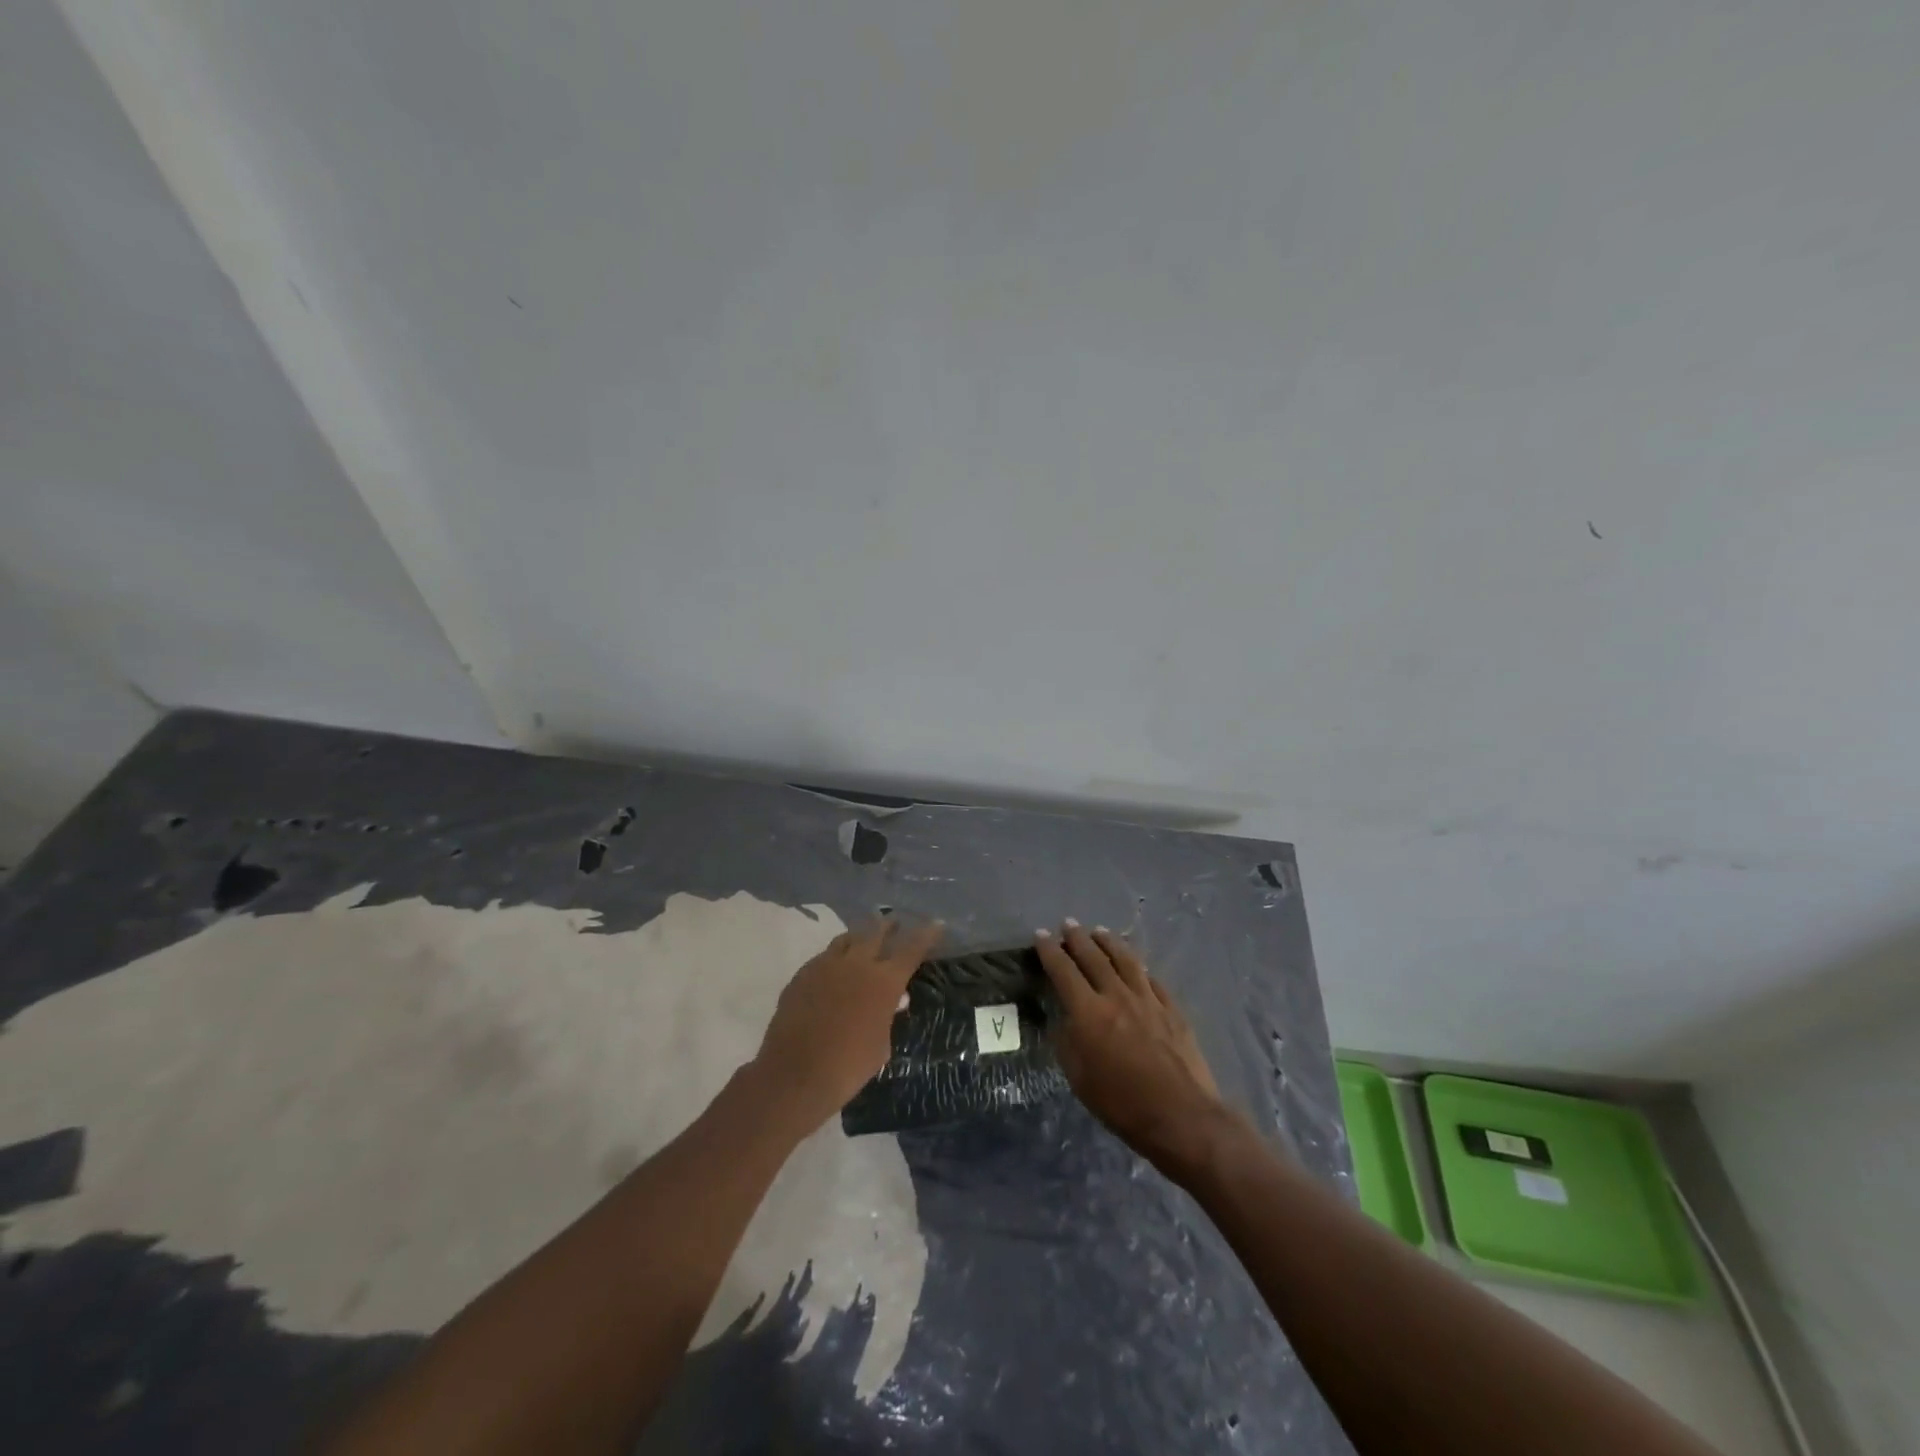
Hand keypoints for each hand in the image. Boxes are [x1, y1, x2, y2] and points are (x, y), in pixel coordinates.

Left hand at [755, 917, 943, 1129]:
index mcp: (885, 981)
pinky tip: (834, 970)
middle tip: (895, 921)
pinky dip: (835, 958)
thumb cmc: (848, 1066)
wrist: (795, 1074)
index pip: (912, 949)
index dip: (926, 935)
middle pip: (877, 932)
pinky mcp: (803, 973)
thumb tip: (893, 1001)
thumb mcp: (881, 1045)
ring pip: (848, 938)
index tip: (936, 923)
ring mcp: (827, 965)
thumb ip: (888, 1017)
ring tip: (864, 940)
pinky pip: (824, 956)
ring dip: (860, 936)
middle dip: (889, 925)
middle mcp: (858, 963)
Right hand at [1035, 921, 1226, 1171]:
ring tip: (1100, 931)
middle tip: (1068, 924)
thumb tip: (1066, 1021)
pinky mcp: (1172, 1008)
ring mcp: (1148, 999)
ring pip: (1125, 960)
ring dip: (1109, 942)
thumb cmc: (1122, 1104)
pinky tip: (1136, 965)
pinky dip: (1138, 967)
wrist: (1181, 1116)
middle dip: (1077, 938)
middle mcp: (1116, 996)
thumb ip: (1068, 1043)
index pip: (1063, 971)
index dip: (1050, 951)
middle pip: (1094, 957)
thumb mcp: (1079, 1079)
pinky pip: (1151, 979)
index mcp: (1088, 1012)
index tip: (1041, 935)